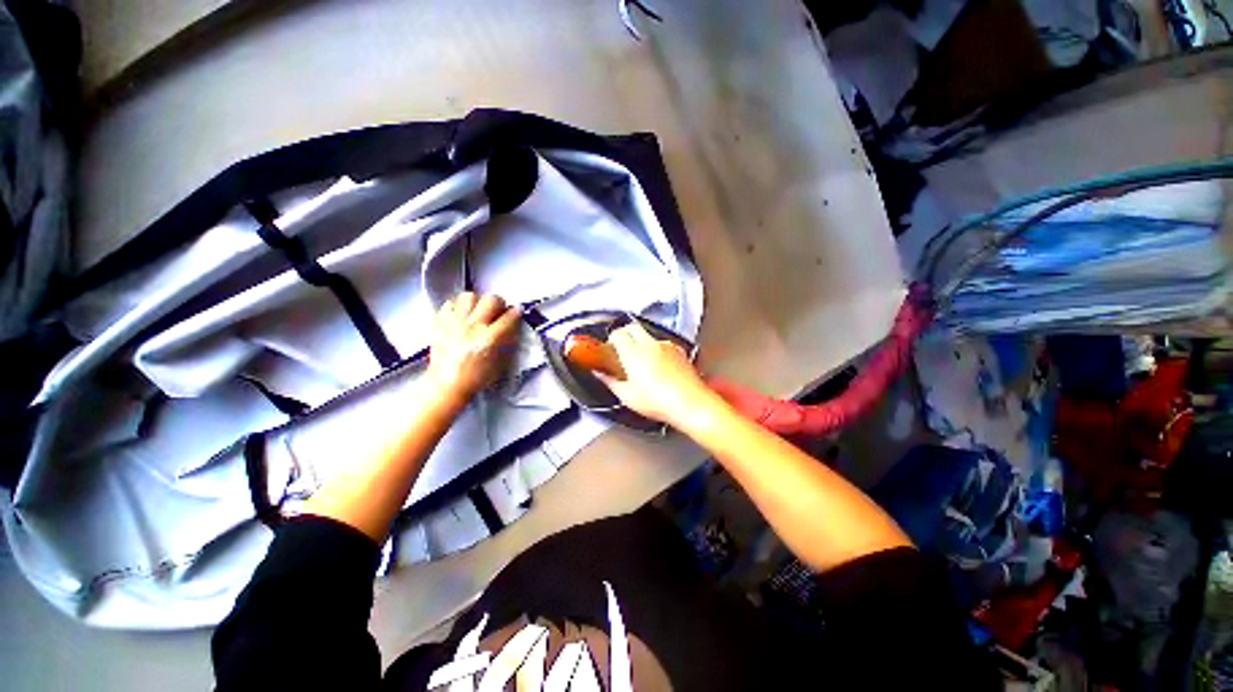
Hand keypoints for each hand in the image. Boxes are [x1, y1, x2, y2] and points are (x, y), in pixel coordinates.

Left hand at [426, 292, 520, 405]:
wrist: (447, 385)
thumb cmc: (477, 377)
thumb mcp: (499, 362)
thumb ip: (506, 341)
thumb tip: (511, 326)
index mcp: (489, 339)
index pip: (508, 317)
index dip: (516, 312)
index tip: (518, 311)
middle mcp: (472, 327)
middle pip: (490, 300)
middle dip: (498, 303)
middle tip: (497, 311)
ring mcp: (454, 323)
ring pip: (469, 296)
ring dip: (476, 302)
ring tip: (476, 311)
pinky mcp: (440, 323)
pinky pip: (449, 304)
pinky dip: (457, 307)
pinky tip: (461, 316)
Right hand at [596, 321, 714, 425]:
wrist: (691, 404)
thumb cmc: (660, 402)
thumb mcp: (627, 396)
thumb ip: (610, 381)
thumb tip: (601, 375)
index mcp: (633, 353)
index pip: (617, 334)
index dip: (611, 340)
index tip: (609, 349)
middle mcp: (650, 345)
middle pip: (632, 327)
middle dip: (625, 334)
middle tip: (621, 349)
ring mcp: (666, 346)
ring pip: (648, 335)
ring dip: (641, 342)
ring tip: (640, 361)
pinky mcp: (679, 351)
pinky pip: (662, 344)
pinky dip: (656, 350)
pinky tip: (657, 366)